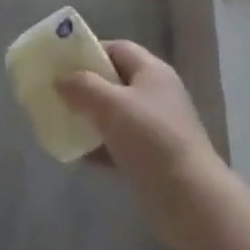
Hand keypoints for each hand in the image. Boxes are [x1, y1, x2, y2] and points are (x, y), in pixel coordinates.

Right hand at [56, 41, 222, 237]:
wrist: (191, 201)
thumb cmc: (152, 140)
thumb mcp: (112, 105)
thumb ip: (83, 87)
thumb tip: (61, 80)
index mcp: (152, 72)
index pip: (118, 48)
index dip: (90, 52)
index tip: (63, 64)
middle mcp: (156, 95)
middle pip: (115, 81)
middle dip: (86, 87)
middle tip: (58, 93)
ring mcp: (157, 128)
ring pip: (115, 114)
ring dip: (90, 118)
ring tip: (63, 123)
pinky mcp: (153, 158)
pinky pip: (119, 144)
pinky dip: (100, 146)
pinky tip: (79, 155)